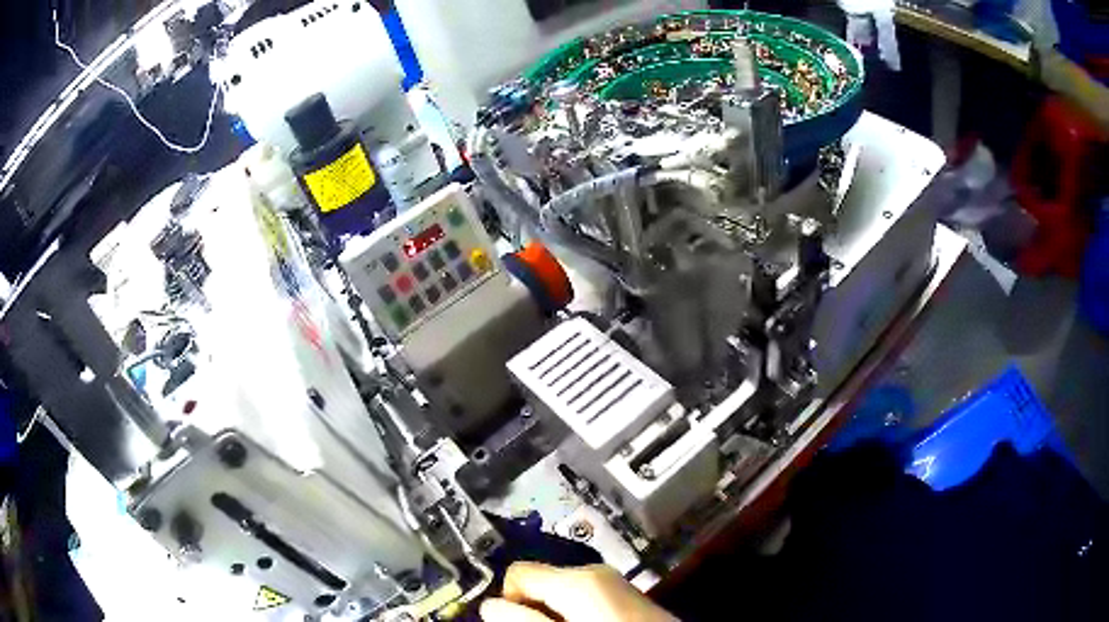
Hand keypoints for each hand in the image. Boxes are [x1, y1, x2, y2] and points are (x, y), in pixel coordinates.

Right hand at [480, 562, 676, 621]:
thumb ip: (521, 619)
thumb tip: (490, 605)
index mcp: (578, 576)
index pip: (517, 574)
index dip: (509, 602)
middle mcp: (596, 572)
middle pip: (541, 584)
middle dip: (533, 611)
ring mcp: (615, 585)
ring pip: (563, 596)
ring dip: (555, 615)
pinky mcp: (628, 598)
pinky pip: (587, 603)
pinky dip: (578, 615)